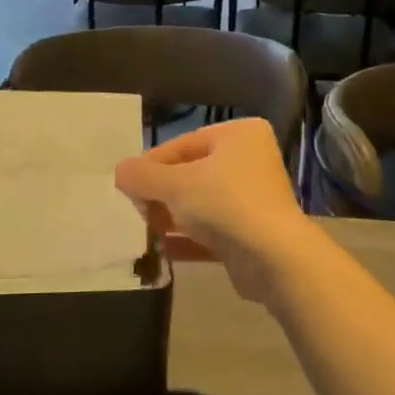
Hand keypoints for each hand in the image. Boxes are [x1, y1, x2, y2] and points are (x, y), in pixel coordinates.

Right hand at [114, 118, 315, 300]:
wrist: (274, 259)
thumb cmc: (225, 204)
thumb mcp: (175, 184)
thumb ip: (143, 176)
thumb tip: (120, 172)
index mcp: (239, 135)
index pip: (183, 144)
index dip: (151, 164)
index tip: (125, 184)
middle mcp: (250, 161)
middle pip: (191, 174)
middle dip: (160, 193)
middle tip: (132, 209)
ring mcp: (253, 199)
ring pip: (200, 204)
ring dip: (170, 217)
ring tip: (141, 230)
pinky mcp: (251, 234)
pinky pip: (211, 231)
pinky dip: (186, 239)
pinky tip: (159, 251)